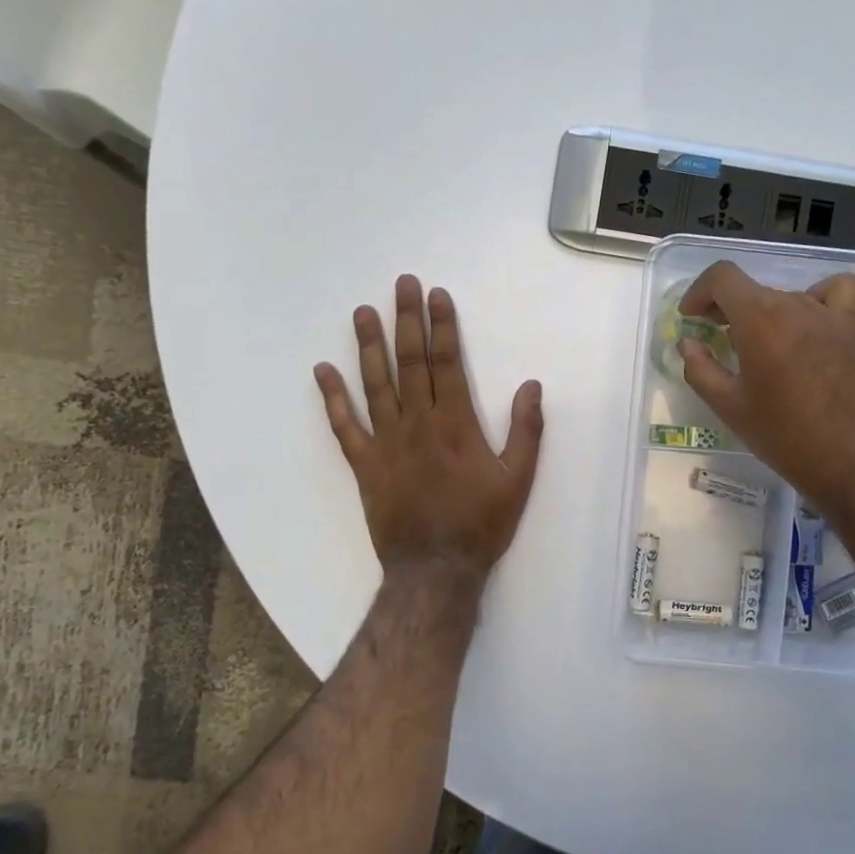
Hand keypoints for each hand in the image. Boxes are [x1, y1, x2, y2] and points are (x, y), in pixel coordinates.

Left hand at [314, 275, 543, 580]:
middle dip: (407, 320)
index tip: (436, 295)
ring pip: (375, 384)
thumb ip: (526, 431)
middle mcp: (417, 423)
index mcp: (455, 424)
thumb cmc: (480, 524)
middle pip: (410, 362)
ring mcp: (386, 442)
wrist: (435, 569)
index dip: (442, 326)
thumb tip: (531, 385)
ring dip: (369, 346)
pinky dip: (333, 398)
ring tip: (362, 312)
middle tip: (401, 284)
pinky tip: (323, 371)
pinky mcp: (365, 465)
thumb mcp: (518, 480)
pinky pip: (344, 426)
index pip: (446, 363)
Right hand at [677, 261, 854, 517]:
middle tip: (716, 339)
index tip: (691, 318)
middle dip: (727, 309)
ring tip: (759, 343)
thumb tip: (688, 344)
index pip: (722, 278)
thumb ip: (700, 369)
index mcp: (760, 319)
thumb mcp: (730, 408)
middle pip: (753, 290)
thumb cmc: (785, 437)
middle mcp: (796, 305)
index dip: (699, 292)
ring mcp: (831, 315)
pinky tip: (809, 324)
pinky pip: (837, 293)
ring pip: (787, 297)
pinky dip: (818, 298)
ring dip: (765, 313)